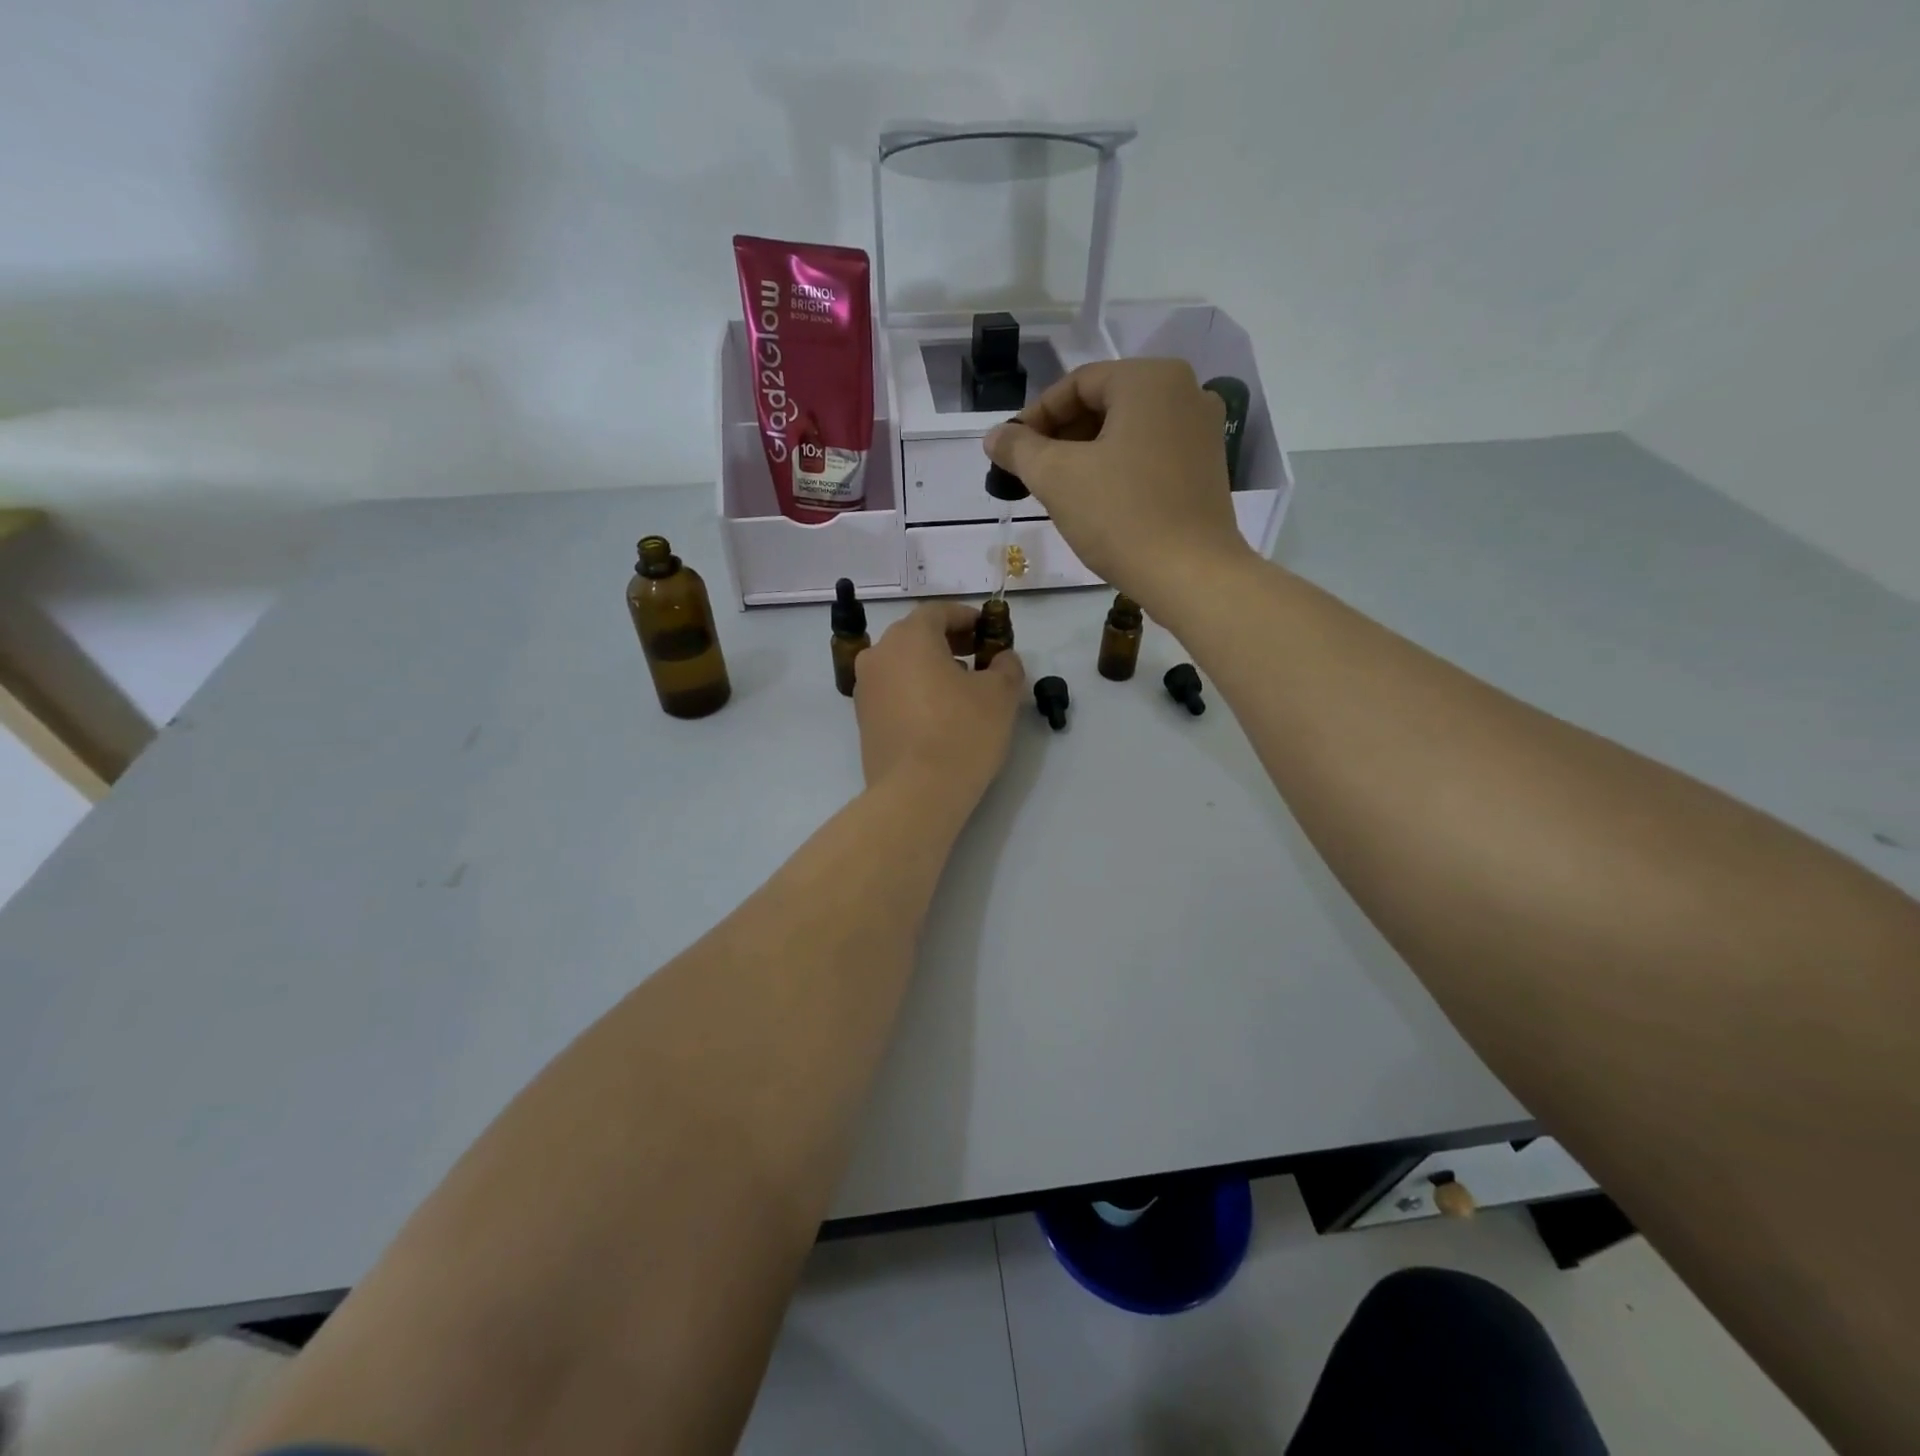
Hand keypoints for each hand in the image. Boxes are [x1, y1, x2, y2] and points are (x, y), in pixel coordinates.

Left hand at [855, 603, 1024, 800]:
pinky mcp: (864, 720)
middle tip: (979, 658)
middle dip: (949, 642)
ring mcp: (866, 689)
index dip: (966, 617)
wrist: (917, 793)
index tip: (988, 631)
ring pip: (902, 665)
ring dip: (931, 668)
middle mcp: (879, 655)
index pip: (938, 612)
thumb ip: (1006, 666)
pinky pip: (893, 692)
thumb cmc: (962, 732)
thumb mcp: (1000, 694)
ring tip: (962, 690)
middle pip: (916, 636)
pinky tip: (940, 714)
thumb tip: (1002, 659)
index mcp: (909, 638)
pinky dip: (915, 691)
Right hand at [983, 359, 1254, 613]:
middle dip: (1060, 436)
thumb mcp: (1057, 478)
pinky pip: (1150, 453)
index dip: (1034, 417)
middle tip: (1030, 473)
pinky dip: (1118, 468)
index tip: (1009, 453)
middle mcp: (1185, 392)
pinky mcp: (1208, 467)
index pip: (1076, 384)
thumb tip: (994, 436)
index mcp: (1150, 379)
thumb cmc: (1121, 517)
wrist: (1191, 576)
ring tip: (1058, 490)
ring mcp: (1202, 430)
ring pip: (1127, 431)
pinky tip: (1097, 501)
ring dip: (1086, 455)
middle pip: (1104, 404)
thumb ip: (1019, 449)